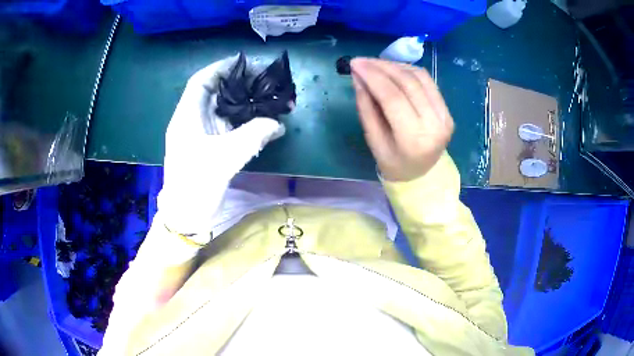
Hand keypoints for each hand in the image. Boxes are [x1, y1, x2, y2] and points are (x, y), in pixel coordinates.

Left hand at [158, 55, 284, 234]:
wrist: (187, 215)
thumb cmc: (196, 185)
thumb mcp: (224, 158)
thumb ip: (253, 136)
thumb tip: (277, 123)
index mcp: (187, 117)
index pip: (202, 81)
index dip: (221, 68)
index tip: (245, 63)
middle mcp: (192, 121)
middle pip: (215, 93)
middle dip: (239, 84)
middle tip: (265, 81)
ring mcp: (201, 134)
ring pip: (224, 110)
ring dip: (246, 105)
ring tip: (269, 99)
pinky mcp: (210, 147)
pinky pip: (229, 128)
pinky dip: (246, 124)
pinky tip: (264, 124)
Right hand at [350, 58, 453, 181]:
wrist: (422, 174)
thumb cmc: (393, 162)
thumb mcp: (373, 139)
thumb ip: (366, 107)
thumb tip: (359, 77)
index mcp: (414, 139)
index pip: (392, 97)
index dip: (372, 76)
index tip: (354, 63)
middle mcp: (434, 124)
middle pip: (408, 83)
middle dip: (382, 67)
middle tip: (361, 61)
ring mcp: (445, 116)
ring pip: (419, 77)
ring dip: (395, 66)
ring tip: (375, 64)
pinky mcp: (447, 110)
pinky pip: (427, 81)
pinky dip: (408, 71)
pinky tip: (393, 70)